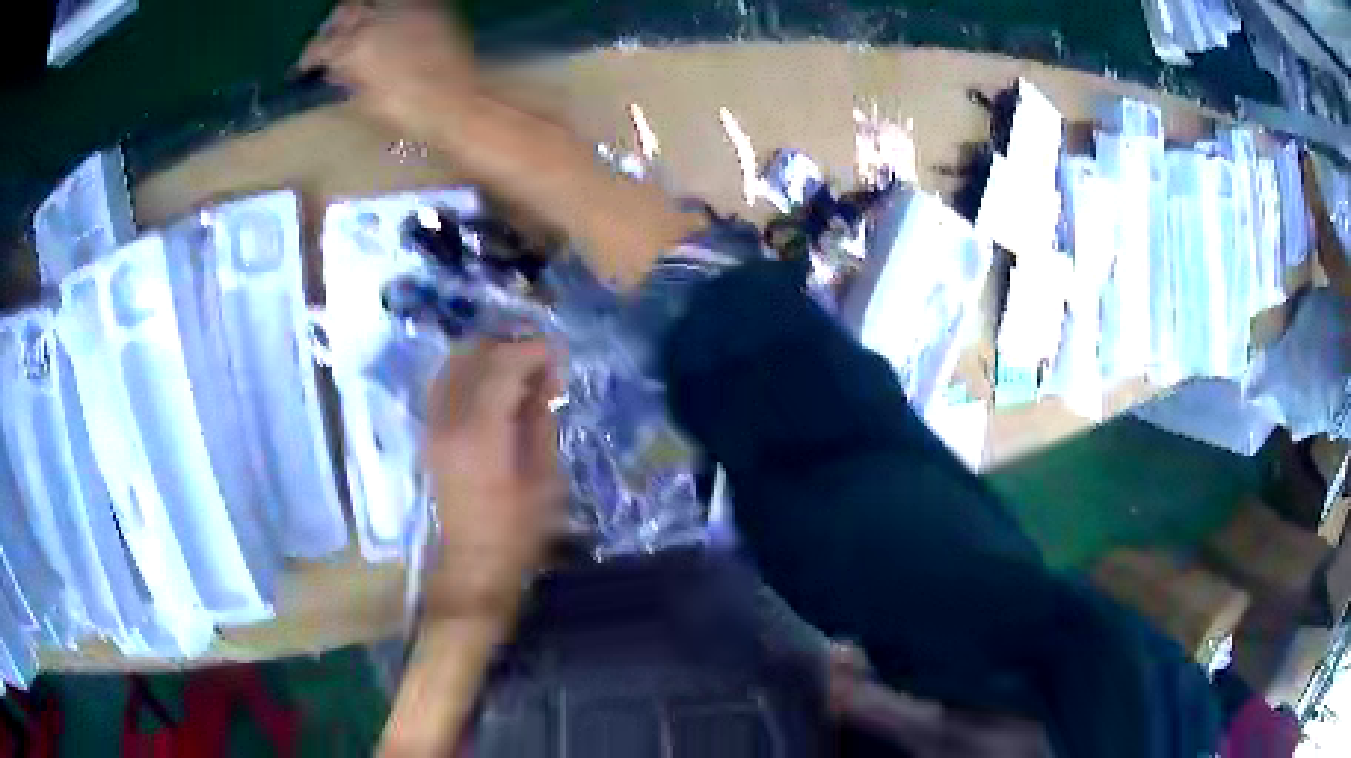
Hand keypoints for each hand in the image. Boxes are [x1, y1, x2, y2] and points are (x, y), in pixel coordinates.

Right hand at [299, 1, 477, 142]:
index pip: (320, 47)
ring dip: (359, 12)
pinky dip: (387, 10)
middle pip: (345, 12)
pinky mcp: (430, 8)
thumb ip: (346, 80)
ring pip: (371, 1)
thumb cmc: (407, 113)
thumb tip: (334, 72)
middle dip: (332, 26)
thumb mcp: (364, 101)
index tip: (305, 69)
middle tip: (329, 41)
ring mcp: (406, 9)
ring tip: (356, 27)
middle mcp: (378, 20)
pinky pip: (400, 3)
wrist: (456, 102)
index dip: (308, 59)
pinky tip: (385, 22)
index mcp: (356, 48)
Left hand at [421, 338, 566, 620]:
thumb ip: (540, 419)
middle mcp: (448, 418)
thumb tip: (544, 379)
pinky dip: (470, 374)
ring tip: (519, 371)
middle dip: (510, 347)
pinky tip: (492, 388)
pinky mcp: (430, 434)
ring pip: (454, 365)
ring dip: (487, 357)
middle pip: (472, 355)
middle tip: (542, 362)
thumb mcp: (545, 476)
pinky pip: (445, 384)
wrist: (474, 564)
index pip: (502, 364)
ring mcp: (433, 425)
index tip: (559, 354)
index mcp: (480, 431)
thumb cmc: (518, 530)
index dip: (533, 350)